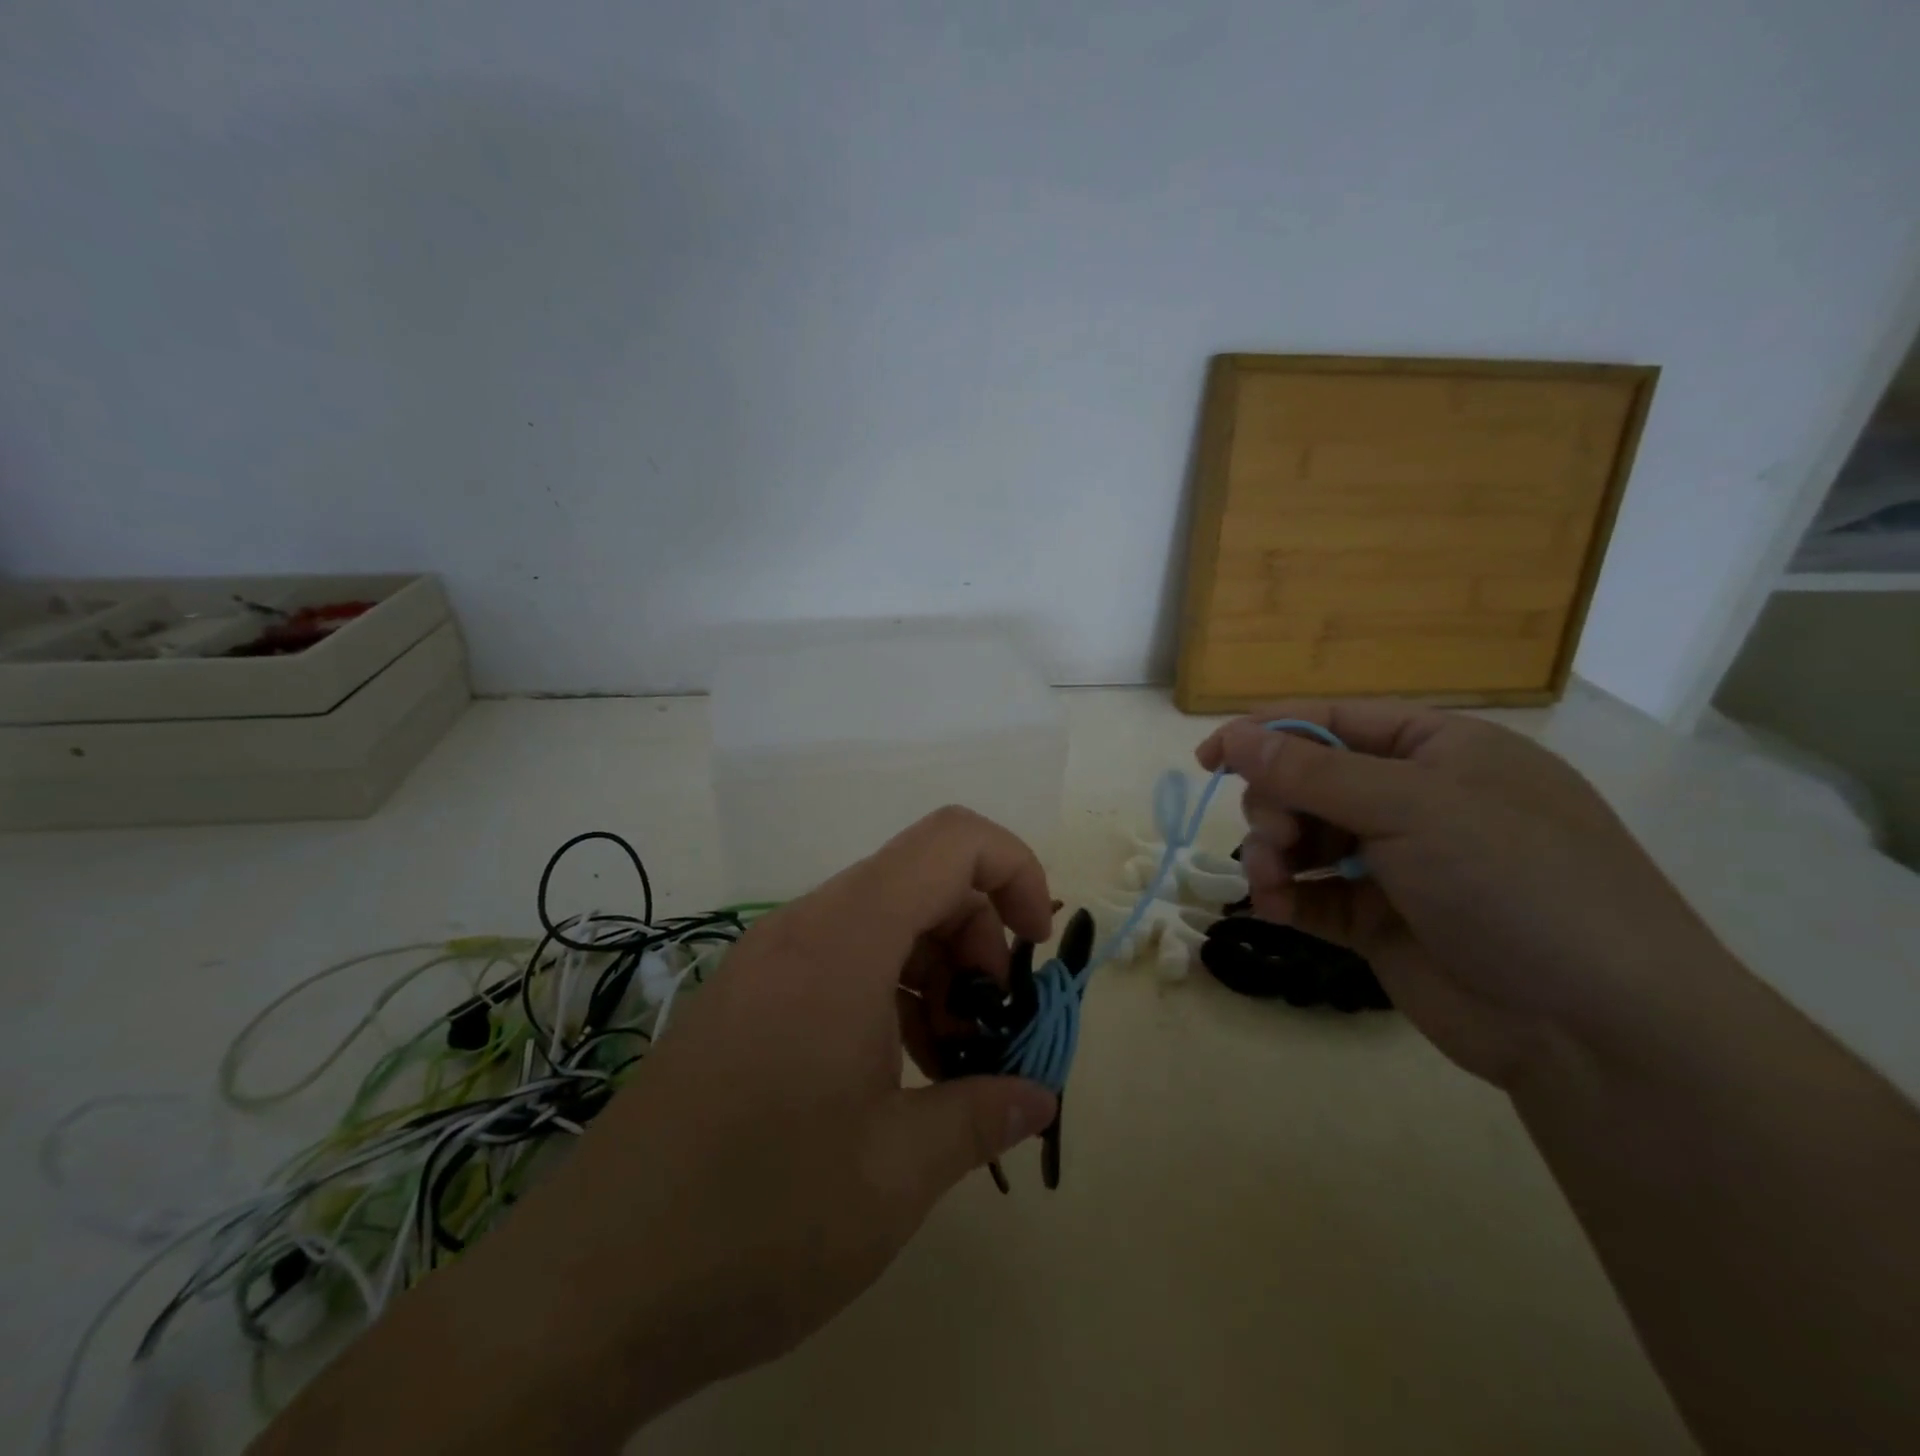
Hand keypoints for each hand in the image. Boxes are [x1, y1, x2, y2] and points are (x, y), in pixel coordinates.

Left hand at [522, 808, 1059, 1391]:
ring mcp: (765, 962)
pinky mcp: (745, 999)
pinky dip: (886, 993)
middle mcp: (801, 928)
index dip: (1014, 872)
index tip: (1034, 952)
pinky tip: (891, 1078)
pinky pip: (838, 960)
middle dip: (977, 942)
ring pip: (880, 921)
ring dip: (932, 974)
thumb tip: (1038, 1096)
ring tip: (944, 1066)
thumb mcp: (896, 1173)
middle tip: (988, 1033)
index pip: (950, 841)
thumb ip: (982, 1115)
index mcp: (842, 940)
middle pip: (920, 881)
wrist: (588, 1287)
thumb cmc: (758, 1217)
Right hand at [1198, 701, 1727, 1087]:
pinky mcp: (1380, 921)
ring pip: (1304, 837)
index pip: (1334, 722)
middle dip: (1277, 804)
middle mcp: (1416, 800)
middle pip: (1310, 780)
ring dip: (1274, 852)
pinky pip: (1312, 892)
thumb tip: (1233, 735)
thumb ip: (1313, 771)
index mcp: (1439, 751)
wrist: (1596, 1029)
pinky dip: (1286, 895)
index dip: (1268, 733)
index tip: (1209, 756)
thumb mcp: (1413, 807)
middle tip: (1275, 836)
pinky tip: (1274, 908)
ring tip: (1271, 882)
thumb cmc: (1515, 883)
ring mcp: (1398, 863)